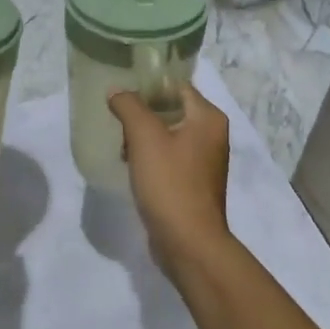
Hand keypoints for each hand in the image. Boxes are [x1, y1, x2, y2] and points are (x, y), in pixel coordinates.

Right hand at [109, 84, 233, 270]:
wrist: (188, 242)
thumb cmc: (169, 183)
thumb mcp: (144, 137)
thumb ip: (129, 106)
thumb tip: (117, 91)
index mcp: (208, 118)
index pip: (176, 87)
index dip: (148, 86)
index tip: (121, 92)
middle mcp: (212, 135)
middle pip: (172, 110)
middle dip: (142, 114)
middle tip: (117, 121)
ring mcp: (205, 161)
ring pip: (168, 135)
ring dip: (143, 138)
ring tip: (121, 147)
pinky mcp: (194, 183)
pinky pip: (169, 158)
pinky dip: (150, 157)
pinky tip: (131, 167)